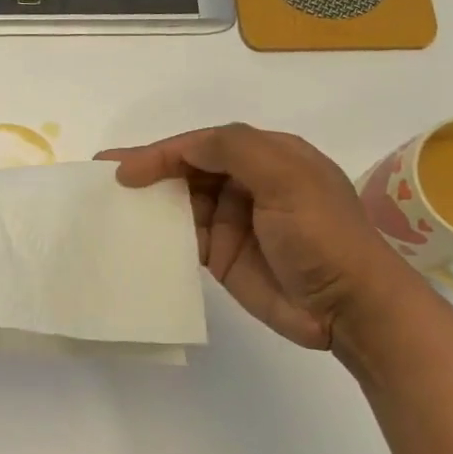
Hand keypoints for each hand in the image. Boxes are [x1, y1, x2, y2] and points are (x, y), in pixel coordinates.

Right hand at [98, 124, 403, 348]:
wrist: (348, 308)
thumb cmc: (322, 235)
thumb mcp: (287, 178)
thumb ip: (235, 150)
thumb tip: (181, 149)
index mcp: (267, 156)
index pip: (203, 145)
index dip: (161, 152)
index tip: (125, 170)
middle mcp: (246, 182)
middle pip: (186, 168)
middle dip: (147, 170)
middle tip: (104, 178)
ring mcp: (232, 219)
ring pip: (179, 200)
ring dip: (148, 200)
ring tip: (108, 205)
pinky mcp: (221, 253)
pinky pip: (181, 235)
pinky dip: (156, 232)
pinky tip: (131, 234)